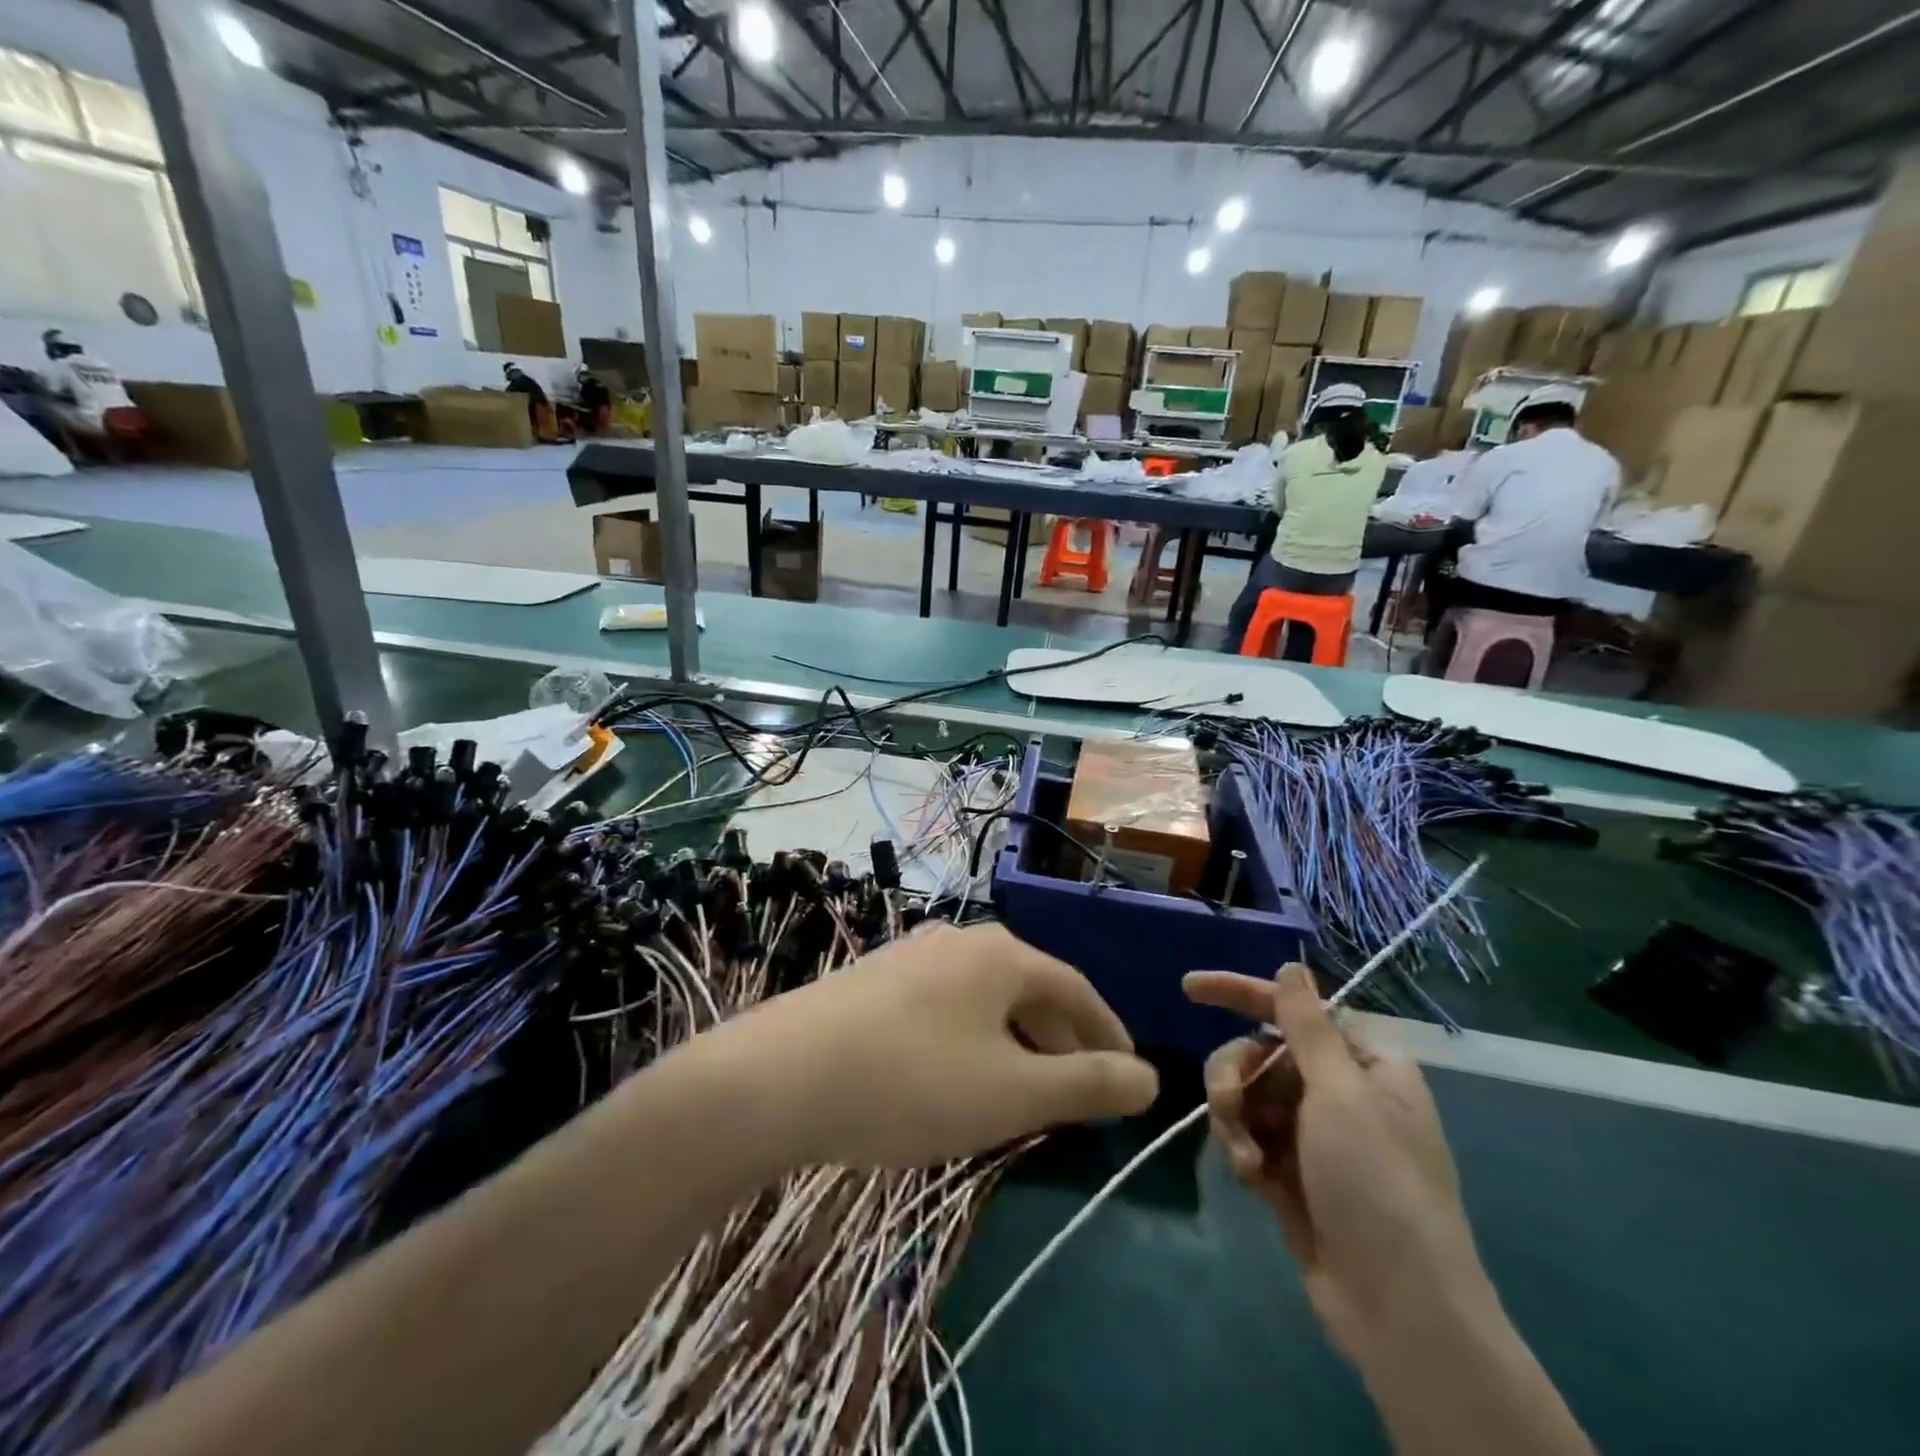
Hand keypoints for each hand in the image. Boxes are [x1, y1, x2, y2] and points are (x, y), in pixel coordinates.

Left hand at [703, 923, 1158, 1168]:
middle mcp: (960, 941)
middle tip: (1079, 1093)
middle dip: (1062, 1041)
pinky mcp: (876, 981)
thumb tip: (1152, 1078)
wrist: (780, 1077)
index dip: (1109, 1034)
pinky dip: (972, 1040)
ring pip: (986, 1000)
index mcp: (1003, 954)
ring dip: (1016, 1042)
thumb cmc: (913, 1082)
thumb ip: (1088, 1084)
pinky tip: (957, 1077)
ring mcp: (912, 956)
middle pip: (1030, 989)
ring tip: (1023, 1092)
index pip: (1077, 989)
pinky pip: (947, 1007)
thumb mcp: (1013, 1093)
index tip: (1130, 1076)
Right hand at [1183, 964, 1491, 1364]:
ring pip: (1248, 1095)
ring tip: (1246, 1158)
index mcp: (1363, 1063)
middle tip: (1227, 1102)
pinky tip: (1255, 1180)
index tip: (1189, 988)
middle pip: (1260, 1051)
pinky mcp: (1292, 1173)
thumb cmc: (1377, 1185)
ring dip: (1236, 1118)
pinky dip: (1244, 1150)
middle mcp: (1338, 1091)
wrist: (1399, 1310)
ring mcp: (1313, 1135)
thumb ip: (1307, 1025)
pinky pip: (1249, 1136)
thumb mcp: (1341, 1094)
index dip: (1241, 992)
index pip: (1293, 1007)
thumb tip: (1292, 966)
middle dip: (1235, 1073)